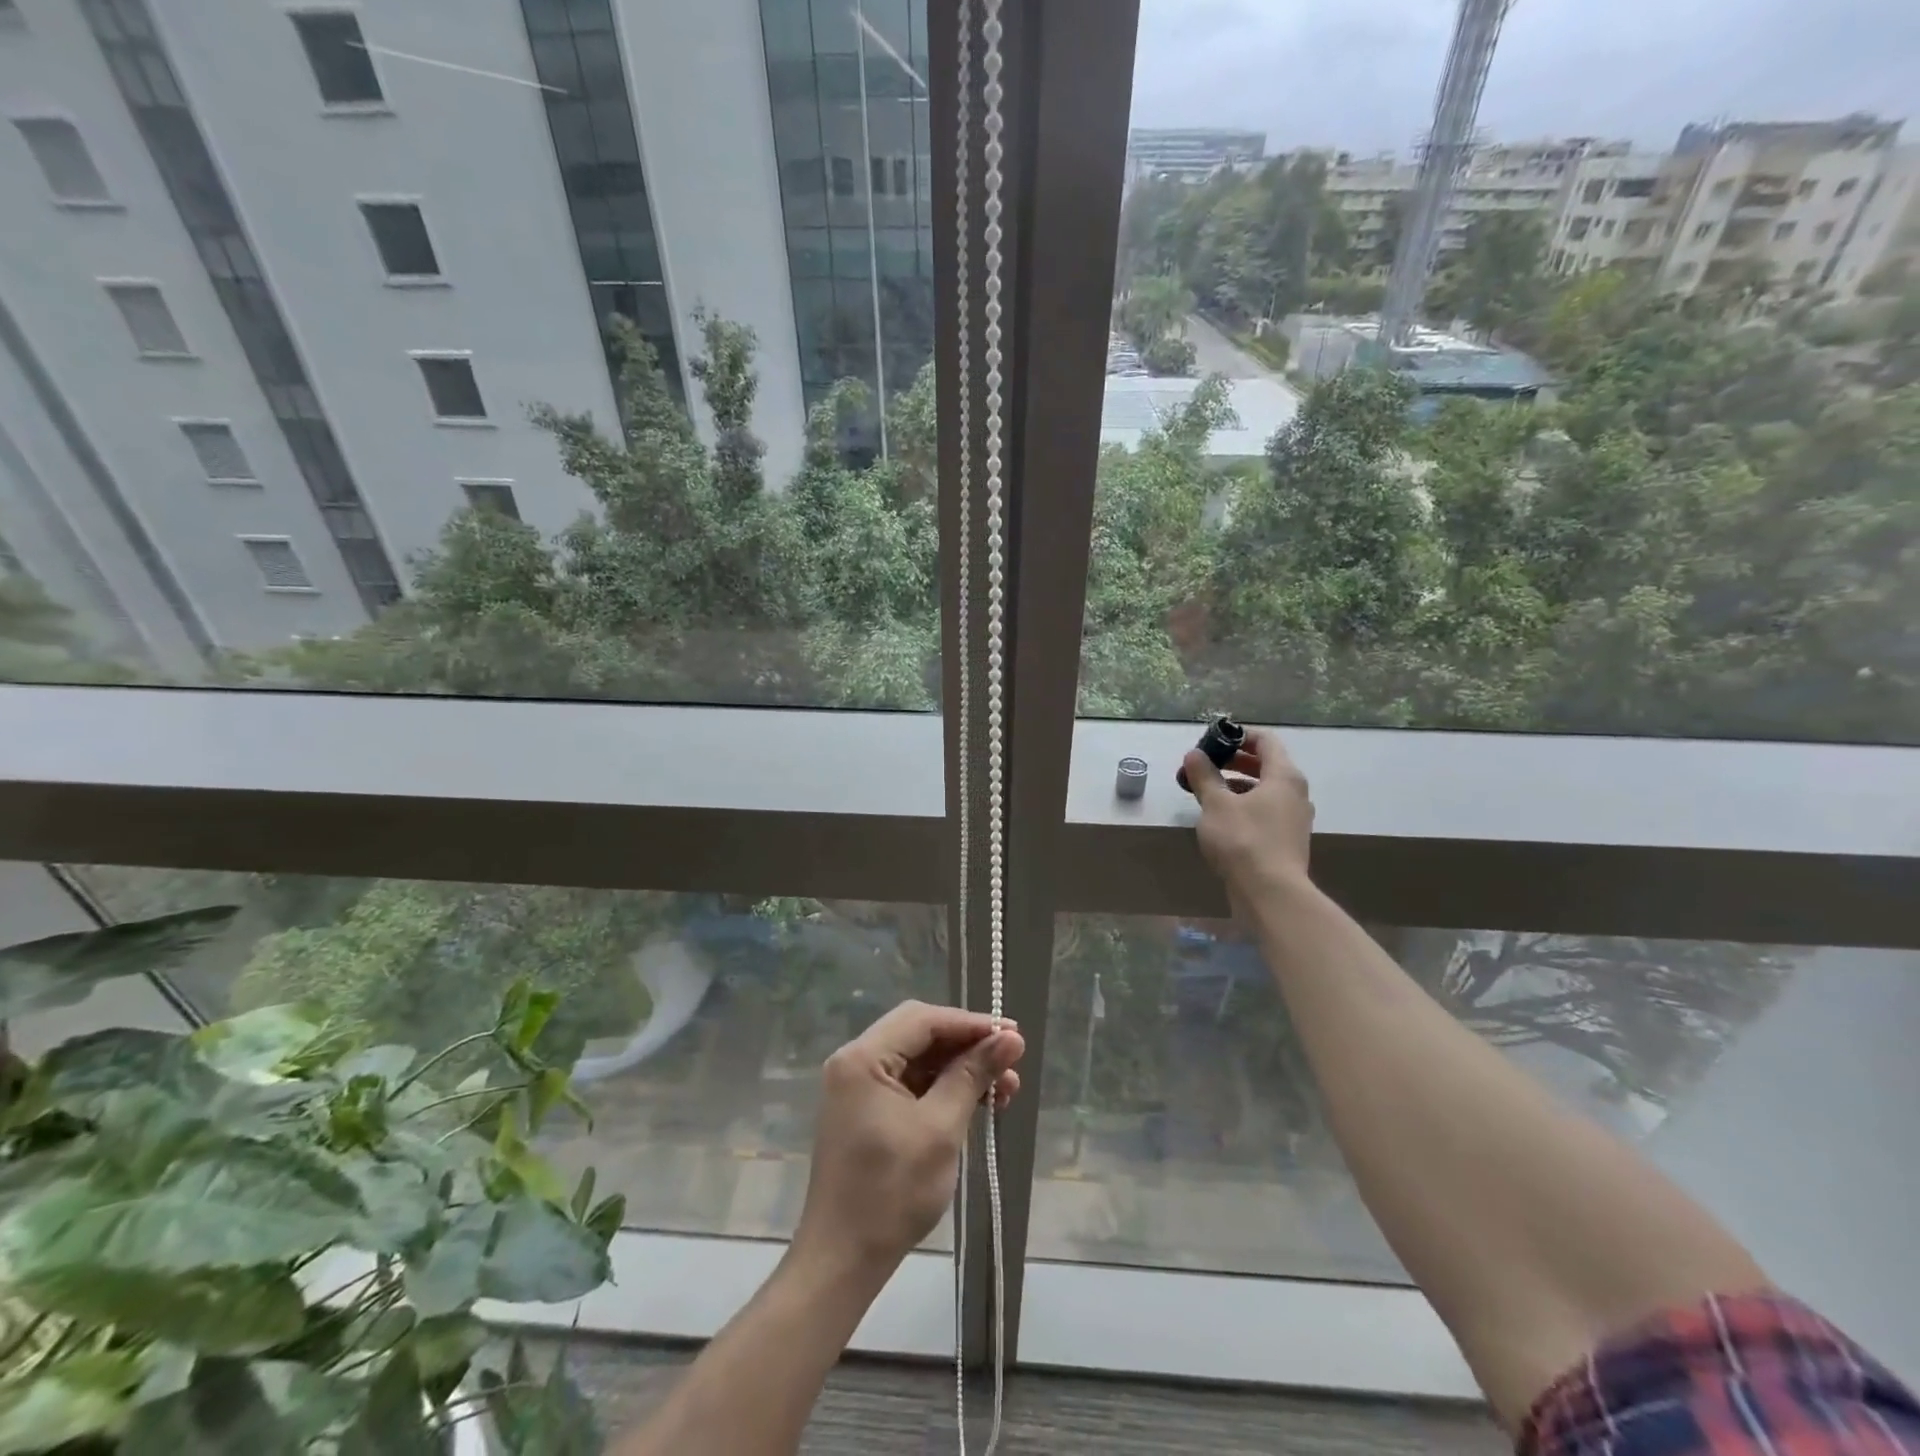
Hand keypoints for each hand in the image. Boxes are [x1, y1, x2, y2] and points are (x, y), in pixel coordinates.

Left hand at [795, 1002, 1024, 1276]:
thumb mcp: (940, 1129)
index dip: (970, 1024)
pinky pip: (910, 1082)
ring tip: (1004, 1087)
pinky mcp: (866, 1109)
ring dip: (960, 1068)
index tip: (1013, 1036)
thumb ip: (973, 1076)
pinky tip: (976, 1101)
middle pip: (920, 1033)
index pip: (923, 1020)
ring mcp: (858, 1086)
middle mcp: (855, 1061)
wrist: (843, 1261)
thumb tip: (1010, 1038)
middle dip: (967, 1044)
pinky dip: (942, 1087)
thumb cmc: (891, 1193)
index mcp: (863, 1057)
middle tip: (1009, 1060)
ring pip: (918, 1058)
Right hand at [1183, 726, 1314, 903]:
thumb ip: (1204, 776)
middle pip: (1266, 765)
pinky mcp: (1287, 840)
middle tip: (1204, 766)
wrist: (1271, 893)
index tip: (1213, 741)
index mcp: (1284, 776)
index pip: (1265, 741)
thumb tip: (1194, 754)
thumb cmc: (1243, 840)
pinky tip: (1221, 819)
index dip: (1238, 736)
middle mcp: (1296, 793)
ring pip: (1264, 791)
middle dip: (1234, 761)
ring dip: (1236, 785)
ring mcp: (1294, 819)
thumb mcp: (1215, 804)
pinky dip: (1244, 806)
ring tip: (1207, 792)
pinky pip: (1265, 812)